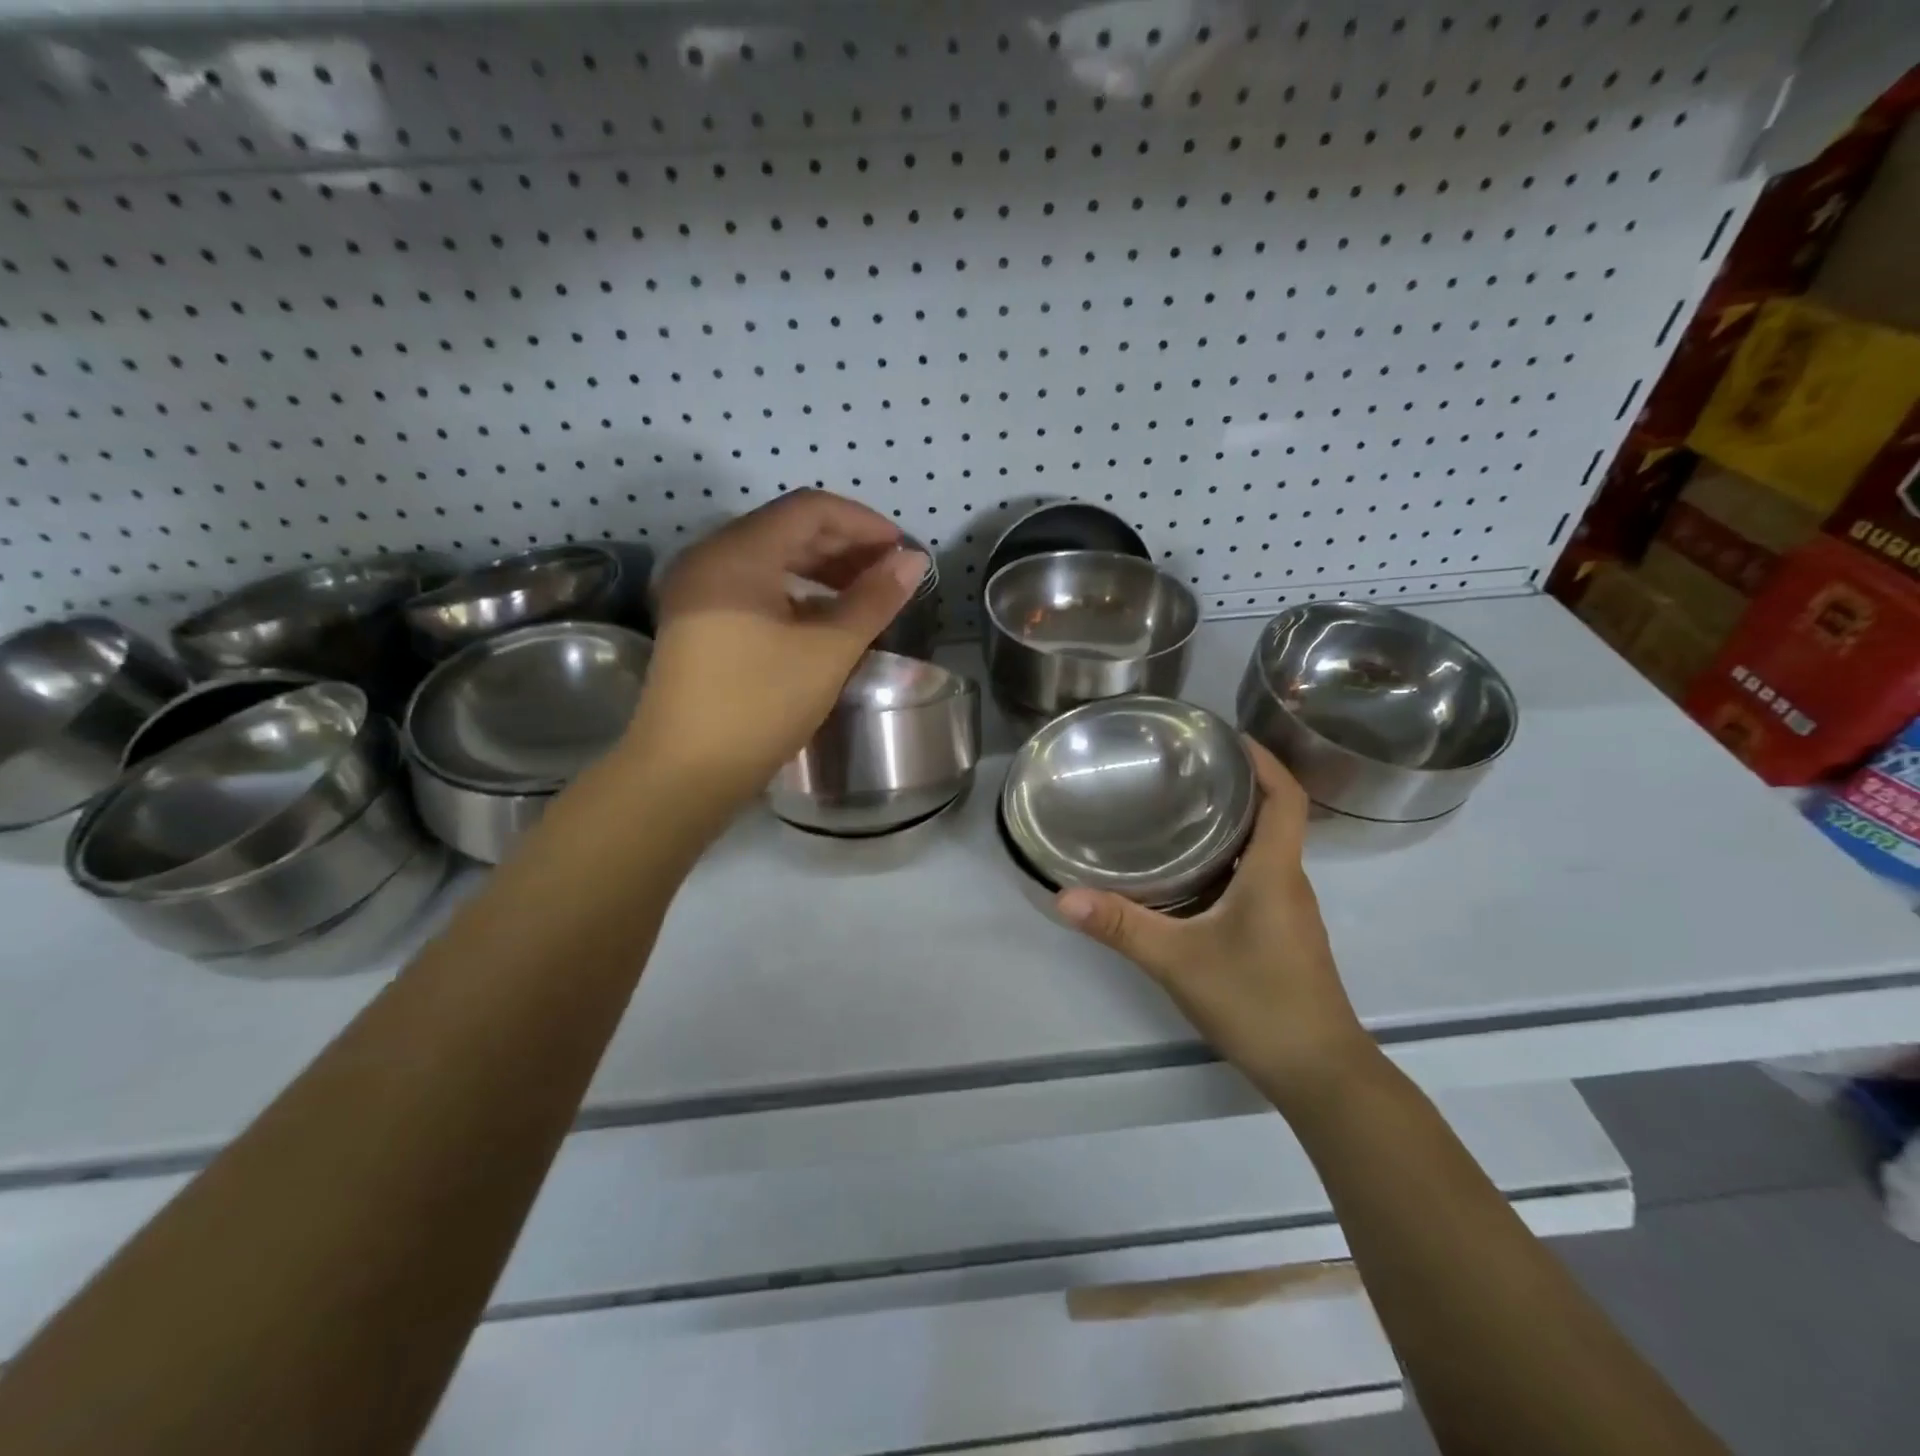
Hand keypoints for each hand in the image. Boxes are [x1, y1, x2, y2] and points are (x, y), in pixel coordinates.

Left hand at [625, 490, 925, 814]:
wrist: (683, 773)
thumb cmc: (759, 706)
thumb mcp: (827, 651)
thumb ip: (873, 599)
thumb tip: (913, 560)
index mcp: (737, 553)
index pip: (809, 509)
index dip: (863, 522)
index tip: (902, 550)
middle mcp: (711, 558)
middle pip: (787, 529)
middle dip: (845, 546)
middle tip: (890, 573)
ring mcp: (698, 590)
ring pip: (770, 559)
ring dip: (822, 570)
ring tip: (865, 595)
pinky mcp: (697, 621)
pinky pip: (753, 587)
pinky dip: (794, 593)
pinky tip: (824, 618)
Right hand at [1056, 741, 1376, 1105]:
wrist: (1320, 1073)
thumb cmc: (1258, 1003)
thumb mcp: (1179, 961)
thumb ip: (1121, 927)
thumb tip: (1065, 896)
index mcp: (1275, 872)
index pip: (1285, 797)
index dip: (1264, 760)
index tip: (1226, 736)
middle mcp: (1289, 882)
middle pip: (1274, 816)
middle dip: (1238, 785)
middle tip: (1184, 768)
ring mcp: (1289, 911)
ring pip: (1265, 849)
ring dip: (1233, 823)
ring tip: (1180, 809)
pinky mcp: (1283, 934)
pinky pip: (1259, 877)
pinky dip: (1231, 859)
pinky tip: (1192, 874)